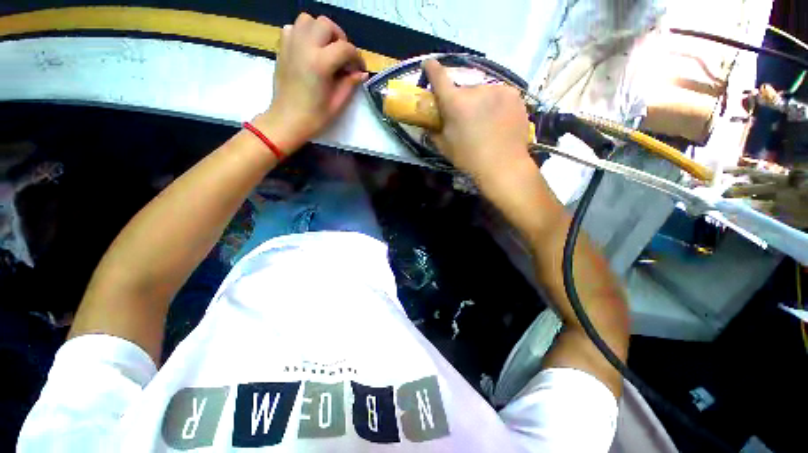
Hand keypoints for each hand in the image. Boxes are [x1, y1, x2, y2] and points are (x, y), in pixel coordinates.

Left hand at [255, 14, 367, 152]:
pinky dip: (303, 33)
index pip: (345, 48)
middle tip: (343, 56)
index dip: (357, 57)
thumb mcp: (337, 103)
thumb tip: (362, 73)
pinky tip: (309, 50)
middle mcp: (305, 47)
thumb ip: (350, 84)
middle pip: (326, 25)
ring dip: (321, 31)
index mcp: (320, 63)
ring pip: (308, 20)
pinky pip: (293, 28)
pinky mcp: (282, 49)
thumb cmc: (314, 117)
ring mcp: (291, 45)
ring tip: (326, 49)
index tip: (360, 69)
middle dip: (339, 38)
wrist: (287, 121)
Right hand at [424, 59, 532, 185]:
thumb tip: (430, 126)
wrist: (503, 165)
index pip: (439, 77)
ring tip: (486, 122)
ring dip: (480, 102)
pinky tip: (499, 120)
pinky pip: (500, 95)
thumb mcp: (445, 147)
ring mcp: (498, 89)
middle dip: (462, 100)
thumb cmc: (469, 158)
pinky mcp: (514, 94)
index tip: (429, 64)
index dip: (432, 69)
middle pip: (464, 90)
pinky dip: (496, 104)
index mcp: (455, 102)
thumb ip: (435, 132)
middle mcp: (476, 89)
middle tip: (466, 118)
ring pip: (483, 92)